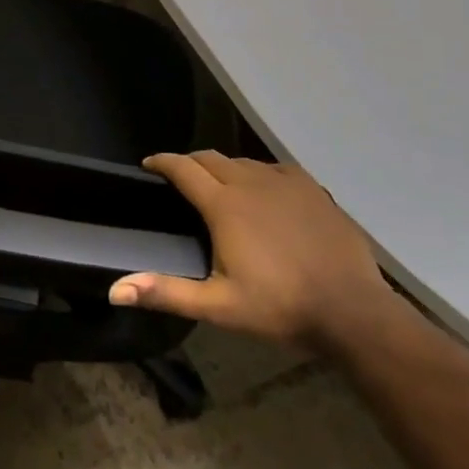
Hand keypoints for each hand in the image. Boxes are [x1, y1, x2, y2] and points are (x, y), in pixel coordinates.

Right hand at [108, 150, 388, 346]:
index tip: (148, 164)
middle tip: (180, 179)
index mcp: (223, 205)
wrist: (353, 310)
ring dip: (224, 169)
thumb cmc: (280, 307)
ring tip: (219, 188)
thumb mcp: (219, 307)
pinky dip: (258, 175)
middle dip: (190, 163)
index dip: (162, 162)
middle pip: (210, 158)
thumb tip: (115, 290)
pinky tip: (264, 193)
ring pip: (243, 162)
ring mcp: (284, 182)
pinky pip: (274, 169)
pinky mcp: (311, 188)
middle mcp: (250, 182)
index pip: (183, 168)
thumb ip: (166, 293)